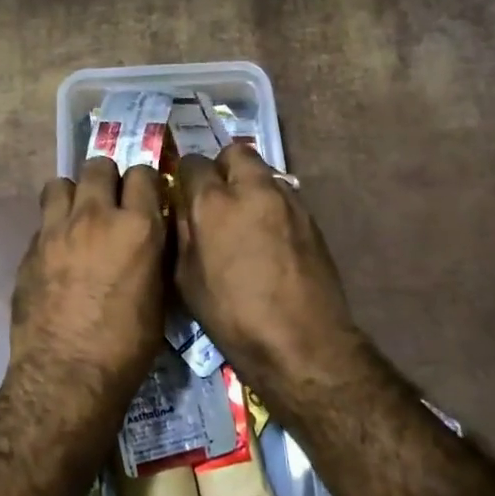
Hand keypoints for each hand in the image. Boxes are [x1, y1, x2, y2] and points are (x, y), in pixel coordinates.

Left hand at [10, 158, 166, 387]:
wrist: (66, 374)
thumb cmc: (126, 345)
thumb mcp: (159, 298)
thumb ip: (154, 255)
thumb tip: (151, 236)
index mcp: (137, 226)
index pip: (142, 173)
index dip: (145, 182)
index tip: (145, 196)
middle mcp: (96, 216)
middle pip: (98, 165)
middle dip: (107, 178)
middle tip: (111, 202)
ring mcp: (57, 229)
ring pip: (61, 183)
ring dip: (73, 195)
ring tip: (78, 217)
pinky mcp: (30, 248)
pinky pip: (44, 220)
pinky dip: (54, 227)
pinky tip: (59, 252)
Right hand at [173, 144, 364, 385]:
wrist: (302, 343)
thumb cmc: (233, 317)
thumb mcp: (187, 280)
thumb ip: (183, 233)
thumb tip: (185, 211)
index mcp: (214, 203)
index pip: (193, 163)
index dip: (186, 177)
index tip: (185, 195)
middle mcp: (253, 189)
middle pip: (235, 152)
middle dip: (223, 167)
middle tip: (217, 197)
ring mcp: (288, 200)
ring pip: (264, 172)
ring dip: (250, 185)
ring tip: (244, 218)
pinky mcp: (311, 218)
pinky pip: (284, 195)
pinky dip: (271, 205)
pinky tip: (269, 237)